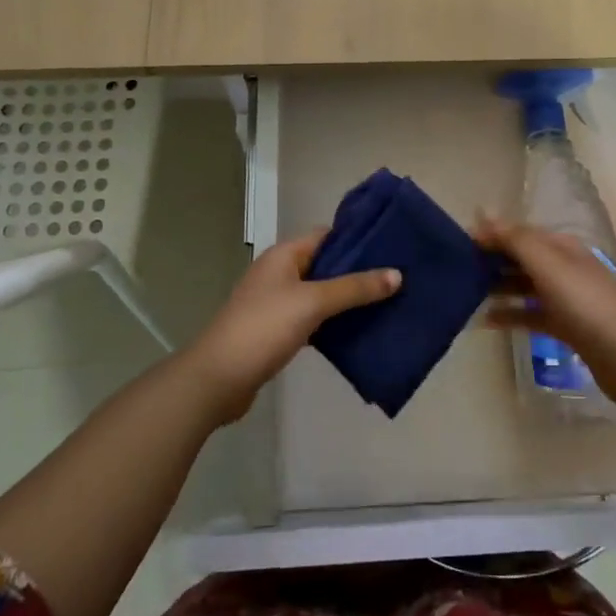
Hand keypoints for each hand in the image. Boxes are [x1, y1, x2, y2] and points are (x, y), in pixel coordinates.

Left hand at [185, 229, 400, 421]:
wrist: (217, 379)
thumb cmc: (263, 329)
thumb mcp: (312, 303)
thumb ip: (354, 288)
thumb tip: (397, 274)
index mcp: (284, 255)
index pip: (327, 235)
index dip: (358, 239)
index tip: (393, 246)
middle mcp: (280, 273)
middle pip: (326, 265)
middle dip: (359, 272)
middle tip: (398, 278)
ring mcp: (277, 303)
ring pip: (321, 294)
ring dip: (348, 299)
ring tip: (388, 303)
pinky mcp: (277, 332)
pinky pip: (313, 319)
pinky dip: (334, 323)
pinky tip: (360, 332)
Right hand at [475, 216, 615, 414]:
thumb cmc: (589, 306)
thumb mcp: (550, 266)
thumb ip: (516, 240)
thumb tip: (484, 213)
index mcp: (562, 248)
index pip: (519, 233)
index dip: (490, 234)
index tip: (456, 241)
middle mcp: (564, 268)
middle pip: (521, 258)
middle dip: (490, 260)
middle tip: (454, 269)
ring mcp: (566, 299)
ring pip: (523, 286)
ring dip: (497, 287)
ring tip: (464, 294)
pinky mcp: (567, 328)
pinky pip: (531, 315)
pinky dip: (510, 315)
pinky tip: (486, 322)